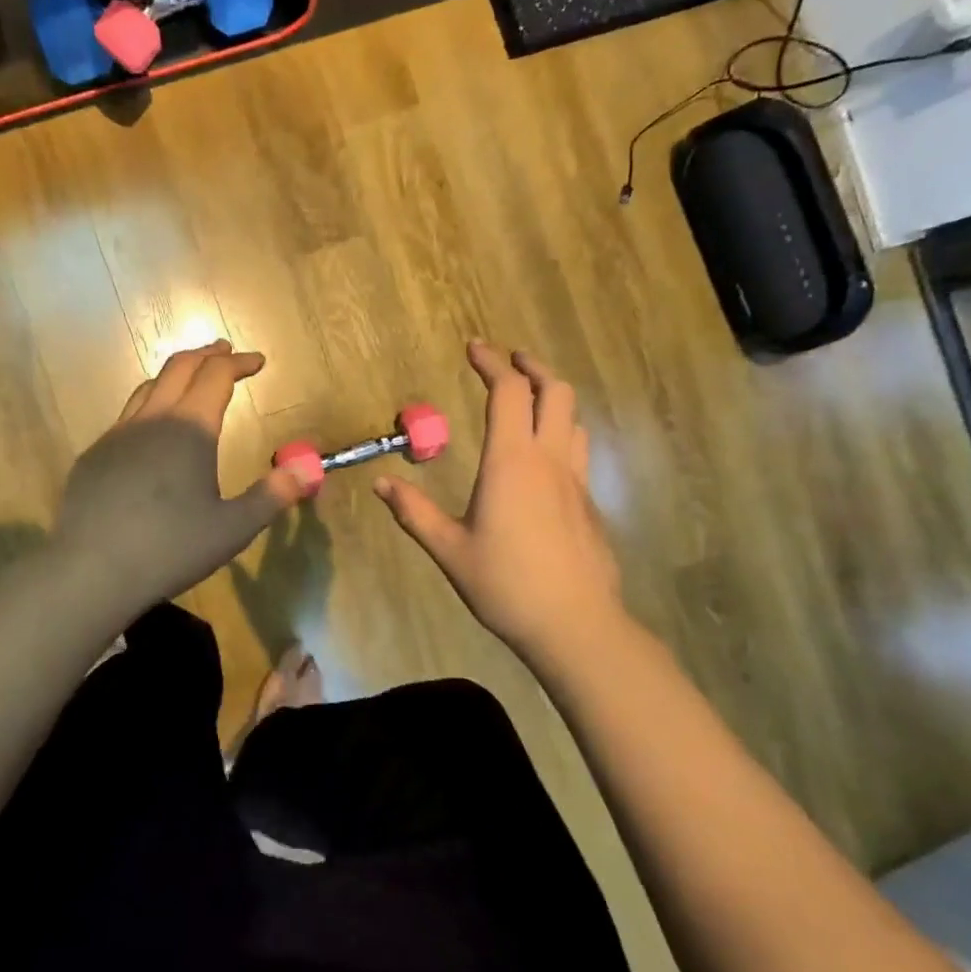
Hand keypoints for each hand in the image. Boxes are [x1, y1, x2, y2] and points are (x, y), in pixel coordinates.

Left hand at [55, 342, 306, 613]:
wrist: (92, 571)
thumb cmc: (171, 548)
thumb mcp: (233, 528)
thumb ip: (273, 495)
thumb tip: (309, 468)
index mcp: (191, 428)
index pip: (217, 375)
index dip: (239, 362)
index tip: (257, 361)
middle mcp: (152, 419)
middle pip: (179, 367)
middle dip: (207, 355)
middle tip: (225, 352)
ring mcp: (117, 435)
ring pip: (148, 388)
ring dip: (175, 376)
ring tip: (190, 383)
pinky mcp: (94, 456)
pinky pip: (126, 418)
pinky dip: (149, 409)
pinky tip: (152, 436)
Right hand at [375, 342, 627, 665]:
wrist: (575, 624)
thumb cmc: (505, 584)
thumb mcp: (449, 549)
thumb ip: (414, 512)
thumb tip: (381, 484)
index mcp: (512, 462)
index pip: (509, 392)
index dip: (492, 362)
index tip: (474, 347)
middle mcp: (549, 459)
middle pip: (555, 390)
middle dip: (531, 367)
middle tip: (508, 362)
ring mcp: (576, 479)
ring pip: (574, 417)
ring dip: (552, 396)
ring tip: (528, 400)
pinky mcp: (589, 501)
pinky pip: (578, 448)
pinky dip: (561, 430)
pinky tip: (544, 455)